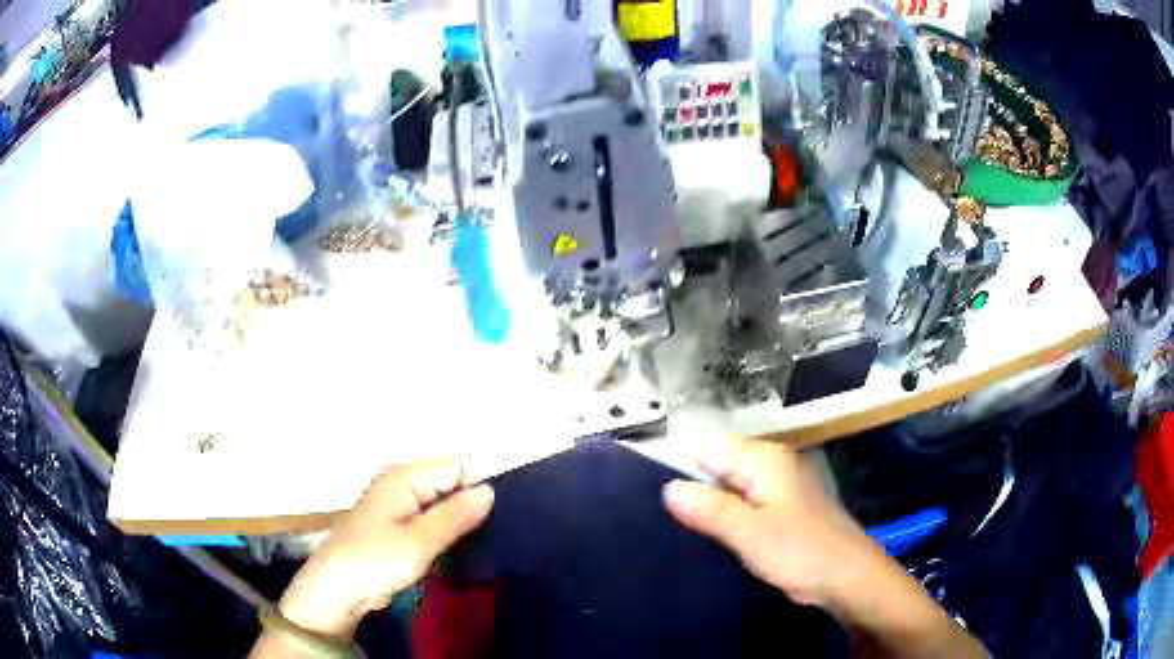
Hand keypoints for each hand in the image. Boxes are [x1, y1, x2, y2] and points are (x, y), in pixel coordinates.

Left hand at [278, 458, 493, 637]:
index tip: (503, 513)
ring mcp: (401, 505)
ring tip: (487, 541)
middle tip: (498, 531)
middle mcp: (403, 482)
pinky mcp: (400, 526)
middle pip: (452, 482)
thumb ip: (456, 515)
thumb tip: (490, 490)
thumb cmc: (375, 561)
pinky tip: (463, 548)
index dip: (480, 485)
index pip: (457, 465)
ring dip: (462, 520)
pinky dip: (448, 532)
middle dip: (473, 503)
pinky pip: (434, 520)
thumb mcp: (420, 541)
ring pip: (444, 503)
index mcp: (405, 476)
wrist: (337, 590)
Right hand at [662, 436, 881, 609]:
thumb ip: (710, 509)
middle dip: (694, 487)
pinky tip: (715, 534)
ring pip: (731, 486)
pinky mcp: (784, 508)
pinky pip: (745, 502)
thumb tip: (668, 487)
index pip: (709, 447)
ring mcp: (780, 486)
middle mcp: (772, 464)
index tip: (657, 495)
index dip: (682, 466)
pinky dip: (729, 515)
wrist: (847, 577)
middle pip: (719, 464)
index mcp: (764, 459)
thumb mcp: (750, 533)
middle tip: (667, 516)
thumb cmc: (801, 551)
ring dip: (710, 504)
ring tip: (682, 526)